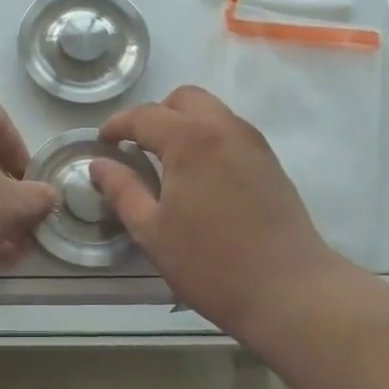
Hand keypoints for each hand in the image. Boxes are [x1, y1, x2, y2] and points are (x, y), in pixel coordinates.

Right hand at [91, 85, 339, 337]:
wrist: (289, 289)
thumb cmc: (210, 263)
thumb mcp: (152, 231)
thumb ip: (123, 190)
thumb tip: (99, 164)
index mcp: (190, 139)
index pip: (145, 115)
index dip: (117, 125)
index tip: (102, 142)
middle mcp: (224, 128)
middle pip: (184, 99)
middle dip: (156, 114)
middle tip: (138, 147)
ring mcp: (253, 142)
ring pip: (211, 111)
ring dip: (184, 123)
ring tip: (167, 161)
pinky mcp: (270, 161)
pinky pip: (230, 131)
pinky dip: (207, 137)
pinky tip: (199, 175)